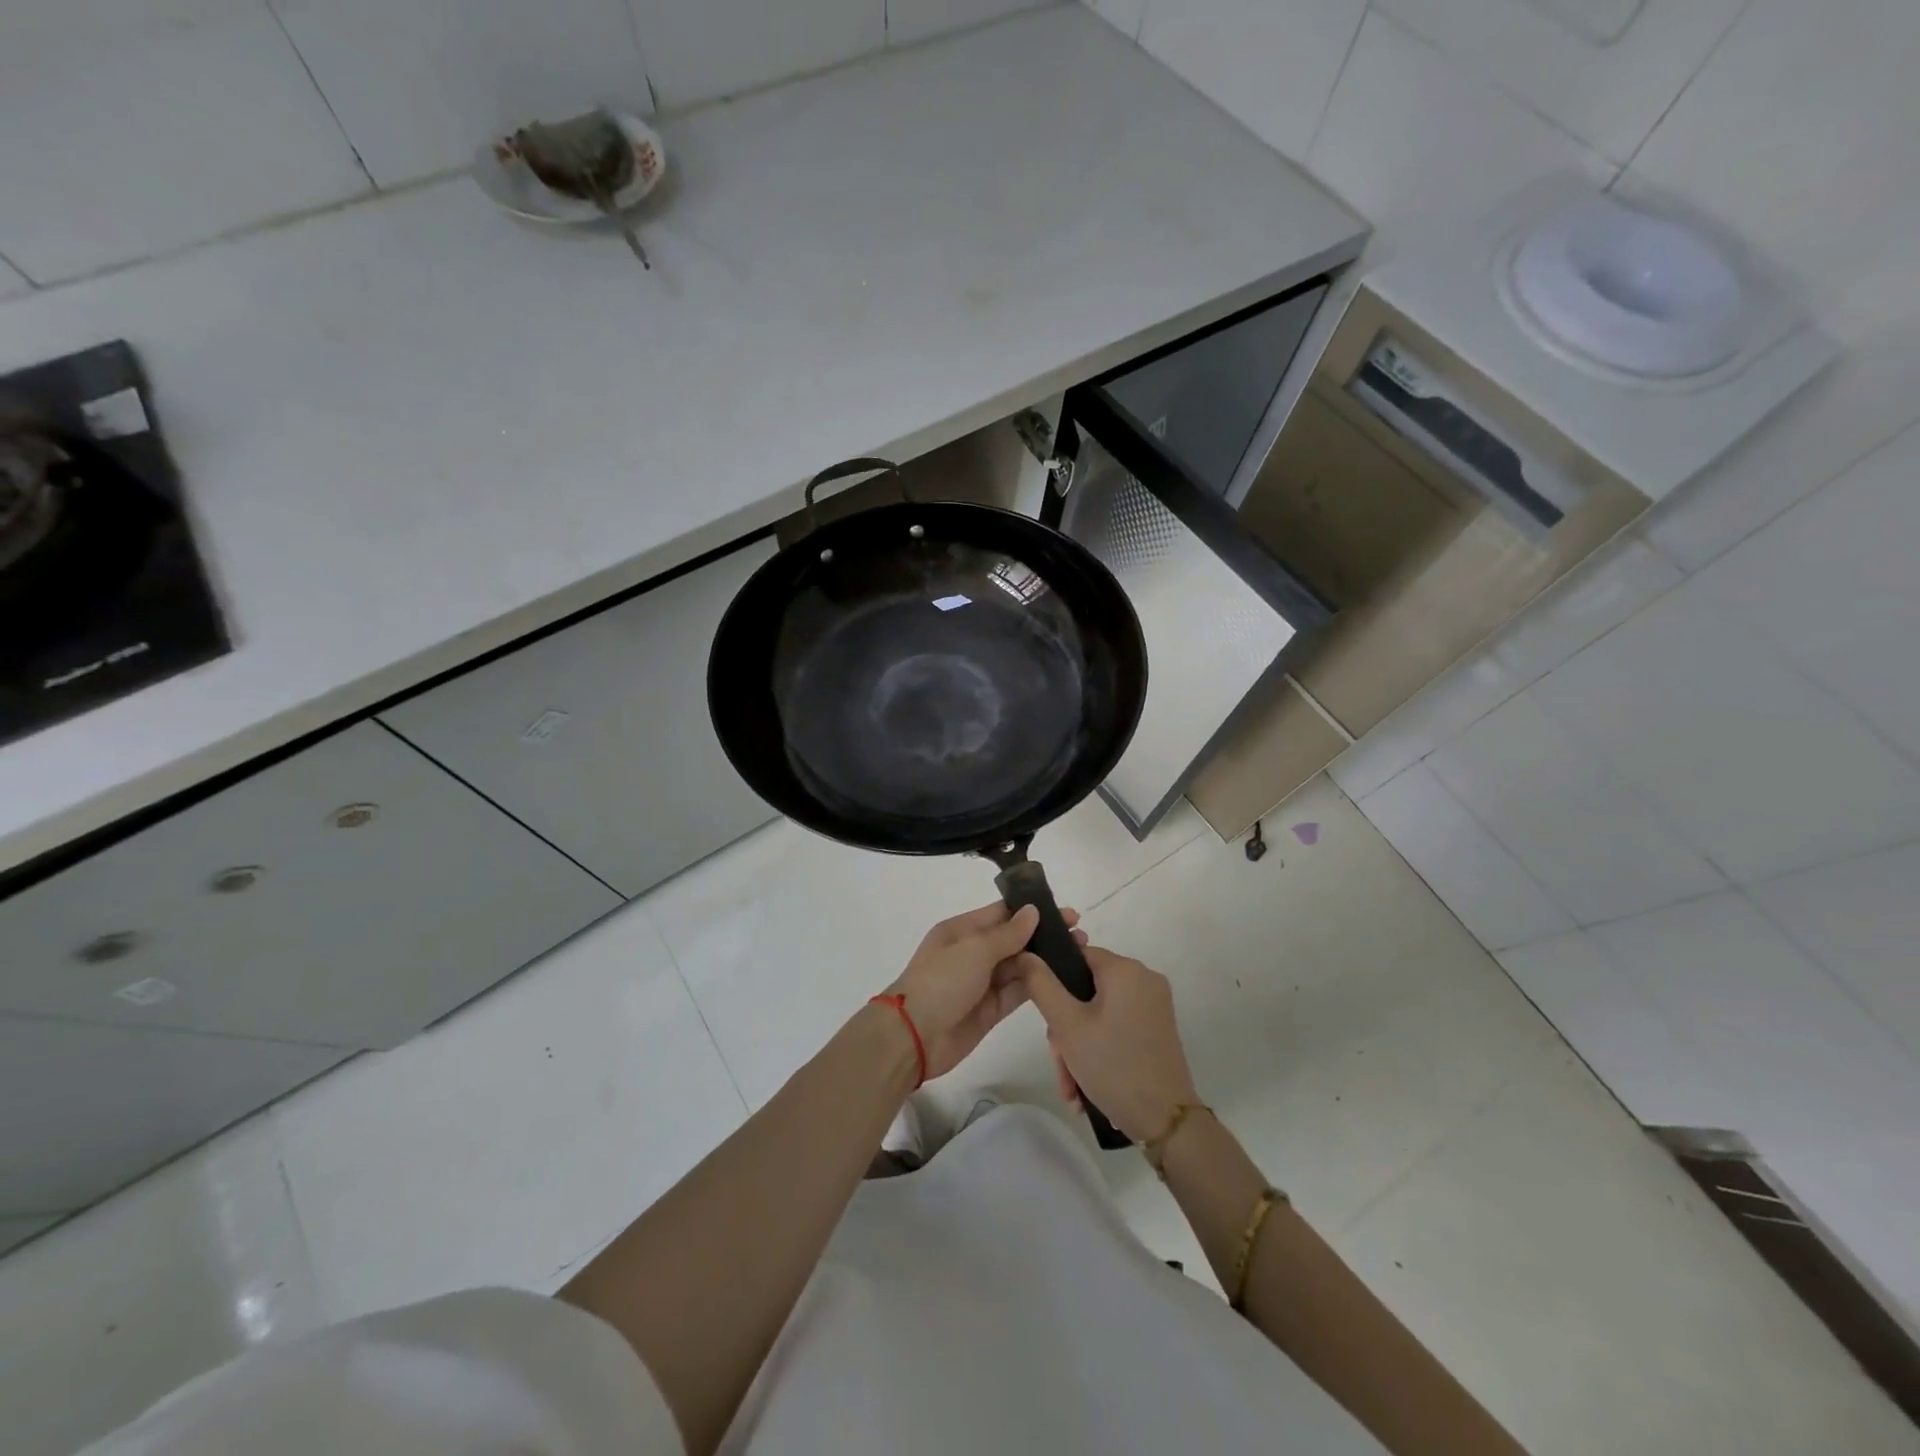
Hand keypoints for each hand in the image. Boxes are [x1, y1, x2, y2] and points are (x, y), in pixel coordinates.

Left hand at [886, 903, 1082, 1080]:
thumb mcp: (974, 950)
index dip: (1034, 911)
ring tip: (1080, 955)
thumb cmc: (941, 982)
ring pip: (1020, 966)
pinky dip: (1038, 985)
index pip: (1002, 913)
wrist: (913, 1037)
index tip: (1067, 913)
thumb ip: (1008, 934)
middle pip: (1014, 939)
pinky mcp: (990, 1010)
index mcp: (962, 930)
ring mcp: (982, 982)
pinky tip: (1063, 979)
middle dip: (1045, 936)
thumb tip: (1033, 911)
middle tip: (1081, 936)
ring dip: (1046, 960)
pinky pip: (1018, 992)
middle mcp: (973, 953)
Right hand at [1021, 943, 1199, 1143]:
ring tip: (1072, 1087)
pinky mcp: (1158, 1029)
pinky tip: (1087, 1086)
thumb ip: (1041, 985)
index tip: (1045, 1018)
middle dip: (1066, 1029)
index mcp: (1125, 969)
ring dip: (1078, 1047)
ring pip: (1099, 1014)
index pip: (1077, 955)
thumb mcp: (1067, 1025)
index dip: (1054, 981)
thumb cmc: (1113, 1066)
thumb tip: (1025, 955)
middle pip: (1086, 990)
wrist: (1166, 1122)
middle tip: (1060, 1063)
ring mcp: (1154, 1005)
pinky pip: (1117, 1027)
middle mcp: (1144, 979)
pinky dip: (1099, 1050)